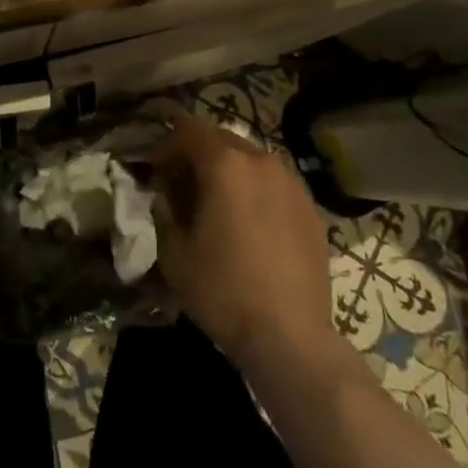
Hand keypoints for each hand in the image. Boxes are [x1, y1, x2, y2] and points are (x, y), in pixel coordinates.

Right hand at [152, 112, 336, 371]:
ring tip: (219, 205)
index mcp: (225, 163)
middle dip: (198, 155)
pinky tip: (251, 224)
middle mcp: (260, 160)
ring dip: (229, 171)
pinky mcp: (310, 207)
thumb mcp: (174, 253)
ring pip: (250, 158)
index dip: (167, 145)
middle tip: (183, 187)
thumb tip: (164, 195)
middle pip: (221, 138)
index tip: (157, 172)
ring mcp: (291, 182)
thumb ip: (163, 211)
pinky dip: (255, 190)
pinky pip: (274, 182)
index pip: (188, 129)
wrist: (291, 338)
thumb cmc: (224, 291)